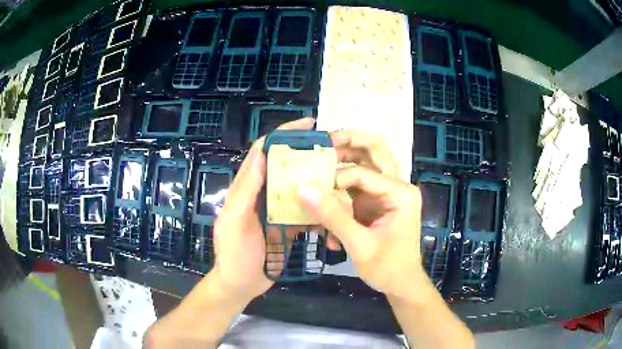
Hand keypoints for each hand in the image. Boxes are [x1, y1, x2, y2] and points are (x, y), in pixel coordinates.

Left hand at [210, 117, 316, 301]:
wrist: (240, 284)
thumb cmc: (233, 255)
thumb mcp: (233, 222)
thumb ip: (245, 192)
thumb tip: (260, 156)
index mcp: (247, 188)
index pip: (263, 151)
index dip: (283, 134)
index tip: (308, 125)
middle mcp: (263, 193)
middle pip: (285, 165)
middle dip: (306, 153)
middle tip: (332, 149)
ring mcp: (276, 210)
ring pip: (298, 187)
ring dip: (315, 180)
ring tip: (339, 177)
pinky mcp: (287, 225)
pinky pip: (305, 211)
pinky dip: (317, 208)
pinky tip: (333, 210)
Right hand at [299, 130, 425, 299]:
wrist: (402, 284)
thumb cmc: (387, 268)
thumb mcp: (359, 244)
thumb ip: (332, 216)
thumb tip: (302, 189)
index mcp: (401, 193)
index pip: (362, 173)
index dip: (335, 181)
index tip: (314, 195)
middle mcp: (398, 186)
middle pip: (375, 150)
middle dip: (349, 141)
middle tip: (323, 141)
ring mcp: (388, 193)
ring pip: (366, 163)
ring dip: (344, 160)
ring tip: (321, 160)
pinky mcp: (378, 202)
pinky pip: (359, 186)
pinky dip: (342, 190)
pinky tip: (328, 202)